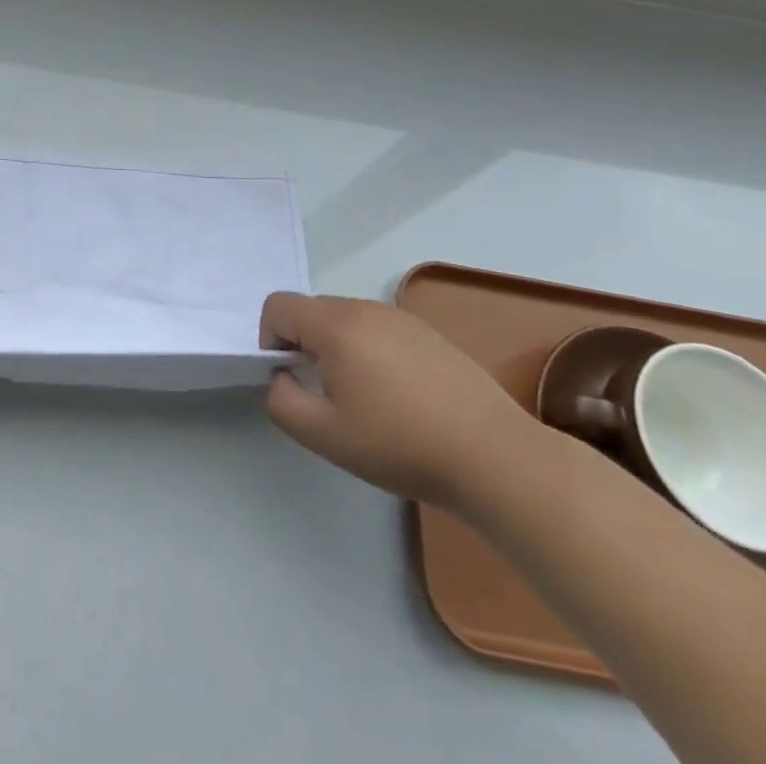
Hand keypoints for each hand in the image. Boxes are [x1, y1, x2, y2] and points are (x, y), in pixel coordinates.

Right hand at [259, 293, 536, 510]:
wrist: (496, 458)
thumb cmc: (400, 445)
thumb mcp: (323, 435)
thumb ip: (282, 400)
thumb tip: (282, 376)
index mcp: (335, 325)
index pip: (278, 306)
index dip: (269, 339)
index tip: (290, 378)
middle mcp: (365, 309)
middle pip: (312, 310)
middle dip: (304, 344)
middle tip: (326, 394)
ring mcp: (402, 318)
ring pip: (347, 320)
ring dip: (338, 349)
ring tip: (364, 399)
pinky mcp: (430, 334)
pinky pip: (380, 331)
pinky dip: (372, 353)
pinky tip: (399, 398)